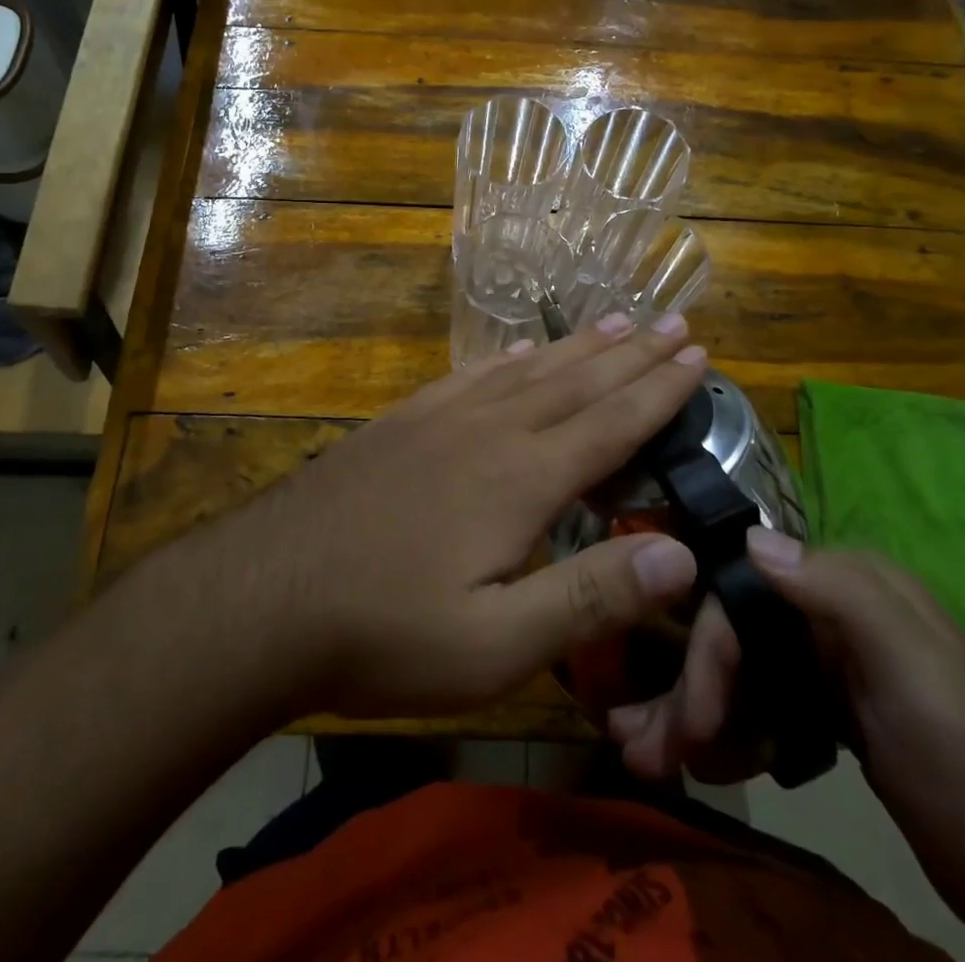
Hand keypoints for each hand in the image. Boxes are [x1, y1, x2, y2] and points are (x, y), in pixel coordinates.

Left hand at [229, 313, 708, 718]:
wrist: (266, 594)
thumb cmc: (386, 631)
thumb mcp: (496, 644)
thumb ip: (590, 596)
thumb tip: (683, 554)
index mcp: (522, 479)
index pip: (611, 423)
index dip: (660, 390)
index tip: (698, 356)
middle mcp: (490, 431)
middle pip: (577, 381)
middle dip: (632, 353)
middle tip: (674, 323)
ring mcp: (440, 419)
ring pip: (527, 369)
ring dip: (578, 346)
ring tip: (615, 321)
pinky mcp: (402, 422)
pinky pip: (470, 376)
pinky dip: (507, 358)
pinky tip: (518, 350)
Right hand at [610, 531, 964, 935]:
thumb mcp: (915, 675)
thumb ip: (838, 594)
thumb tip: (751, 538)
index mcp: (847, 585)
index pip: (742, 596)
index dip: (707, 654)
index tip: (690, 724)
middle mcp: (831, 609)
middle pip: (735, 636)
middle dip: (689, 692)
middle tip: (644, 752)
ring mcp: (831, 661)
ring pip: (742, 673)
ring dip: (698, 716)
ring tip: (655, 763)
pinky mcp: (833, 708)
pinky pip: (762, 707)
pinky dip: (732, 734)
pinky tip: (710, 766)